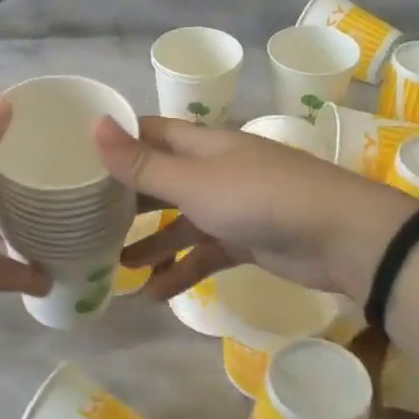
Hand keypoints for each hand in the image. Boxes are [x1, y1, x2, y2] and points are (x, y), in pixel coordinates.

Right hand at [92, 115, 415, 299]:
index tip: (77, 158)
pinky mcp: (245, 241)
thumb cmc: (260, 198)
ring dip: (151, 243)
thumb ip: (143, 164)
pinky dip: (181, 271)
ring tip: (115, 265)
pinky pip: (204, 254)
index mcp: (201, 145)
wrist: (341, 237)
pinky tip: (154, 294)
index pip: (149, 134)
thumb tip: (94, 124)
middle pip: (160, 180)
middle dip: (127, 199)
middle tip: (86, 219)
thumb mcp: (194, 182)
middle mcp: (213, 170)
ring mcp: (231, 207)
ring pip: (180, 223)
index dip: (116, 142)